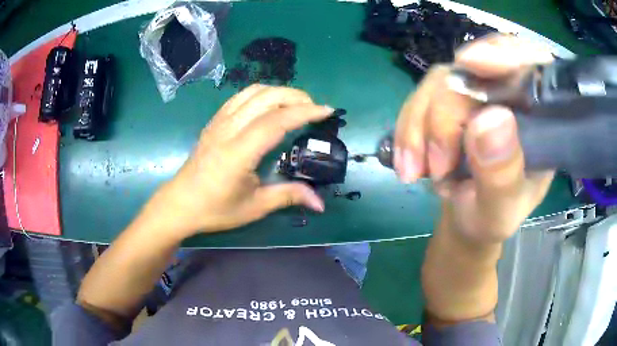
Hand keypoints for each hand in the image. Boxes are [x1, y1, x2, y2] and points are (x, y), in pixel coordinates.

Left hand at [149, 85, 331, 236]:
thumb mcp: (254, 207)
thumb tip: (320, 203)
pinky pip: (240, 97)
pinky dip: (260, 93)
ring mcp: (219, 122)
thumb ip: (288, 197)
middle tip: (314, 109)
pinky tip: (269, 104)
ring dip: (279, 91)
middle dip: (296, 96)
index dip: (304, 112)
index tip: (327, 111)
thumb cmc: (215, 208)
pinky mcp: (214, 121)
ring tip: (296, 103)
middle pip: (266, 97)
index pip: (276, 121)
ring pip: (252, 92)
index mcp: (239, 152)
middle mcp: (228, 130)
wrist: (180, 203)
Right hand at [394, 35, 555, 243]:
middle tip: (436, 167)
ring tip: (414, 173)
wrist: (468, 221)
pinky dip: (408, 131)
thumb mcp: (501, 210)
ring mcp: (476, 96)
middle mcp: (508, 96)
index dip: (502, 53)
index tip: (471, 62)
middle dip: (445, 115)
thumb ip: (502, 175)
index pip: (528, 65)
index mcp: (537, 118)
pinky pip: (420, 100)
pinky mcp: (449, 102)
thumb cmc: (493, 218)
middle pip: (473, 70)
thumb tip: (489, 120)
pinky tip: (408, 164)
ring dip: (419, 127)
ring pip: (440, 83)